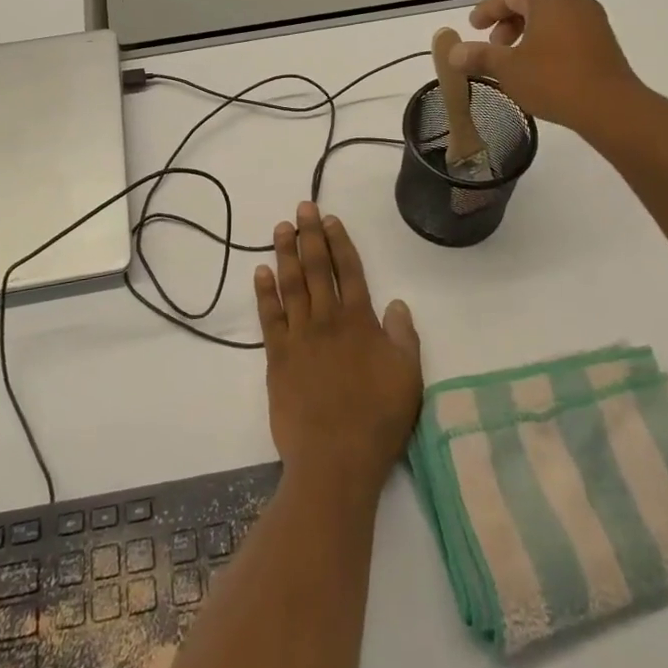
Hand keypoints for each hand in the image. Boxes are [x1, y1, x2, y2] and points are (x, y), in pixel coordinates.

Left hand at [255, 203, 422, 491]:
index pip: (350, 271)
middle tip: (302, 208)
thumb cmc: (378, 419)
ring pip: (291, 285)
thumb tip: (396, 303)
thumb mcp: (408, 377)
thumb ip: (403, 337)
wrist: (335, 459)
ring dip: (285, 254)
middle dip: (310, 235)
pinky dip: (264, 292)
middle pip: (317, 268)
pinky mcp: (277, 357)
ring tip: (280, 228)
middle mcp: (327, 320)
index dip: (340, 243)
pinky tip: (260, 273)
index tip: (330, 220)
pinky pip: (269, 317)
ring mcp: (299, 337)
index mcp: (359, 322)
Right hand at [448, 0, 645, 136]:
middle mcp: (573, 2)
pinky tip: (540, 68)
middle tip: (493, 45)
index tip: (473, 27)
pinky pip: (568, 31)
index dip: (488, 9)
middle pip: (533, 2)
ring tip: (514, 60)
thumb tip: (453, 52)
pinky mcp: (604, 42)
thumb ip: (479, 57)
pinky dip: (548, 41)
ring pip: (552, 17)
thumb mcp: (508, 69)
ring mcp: (593, 21)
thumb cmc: (554, 80)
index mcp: (548, 0)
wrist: (611, 107)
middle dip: (508, 21)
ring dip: (528, 32)